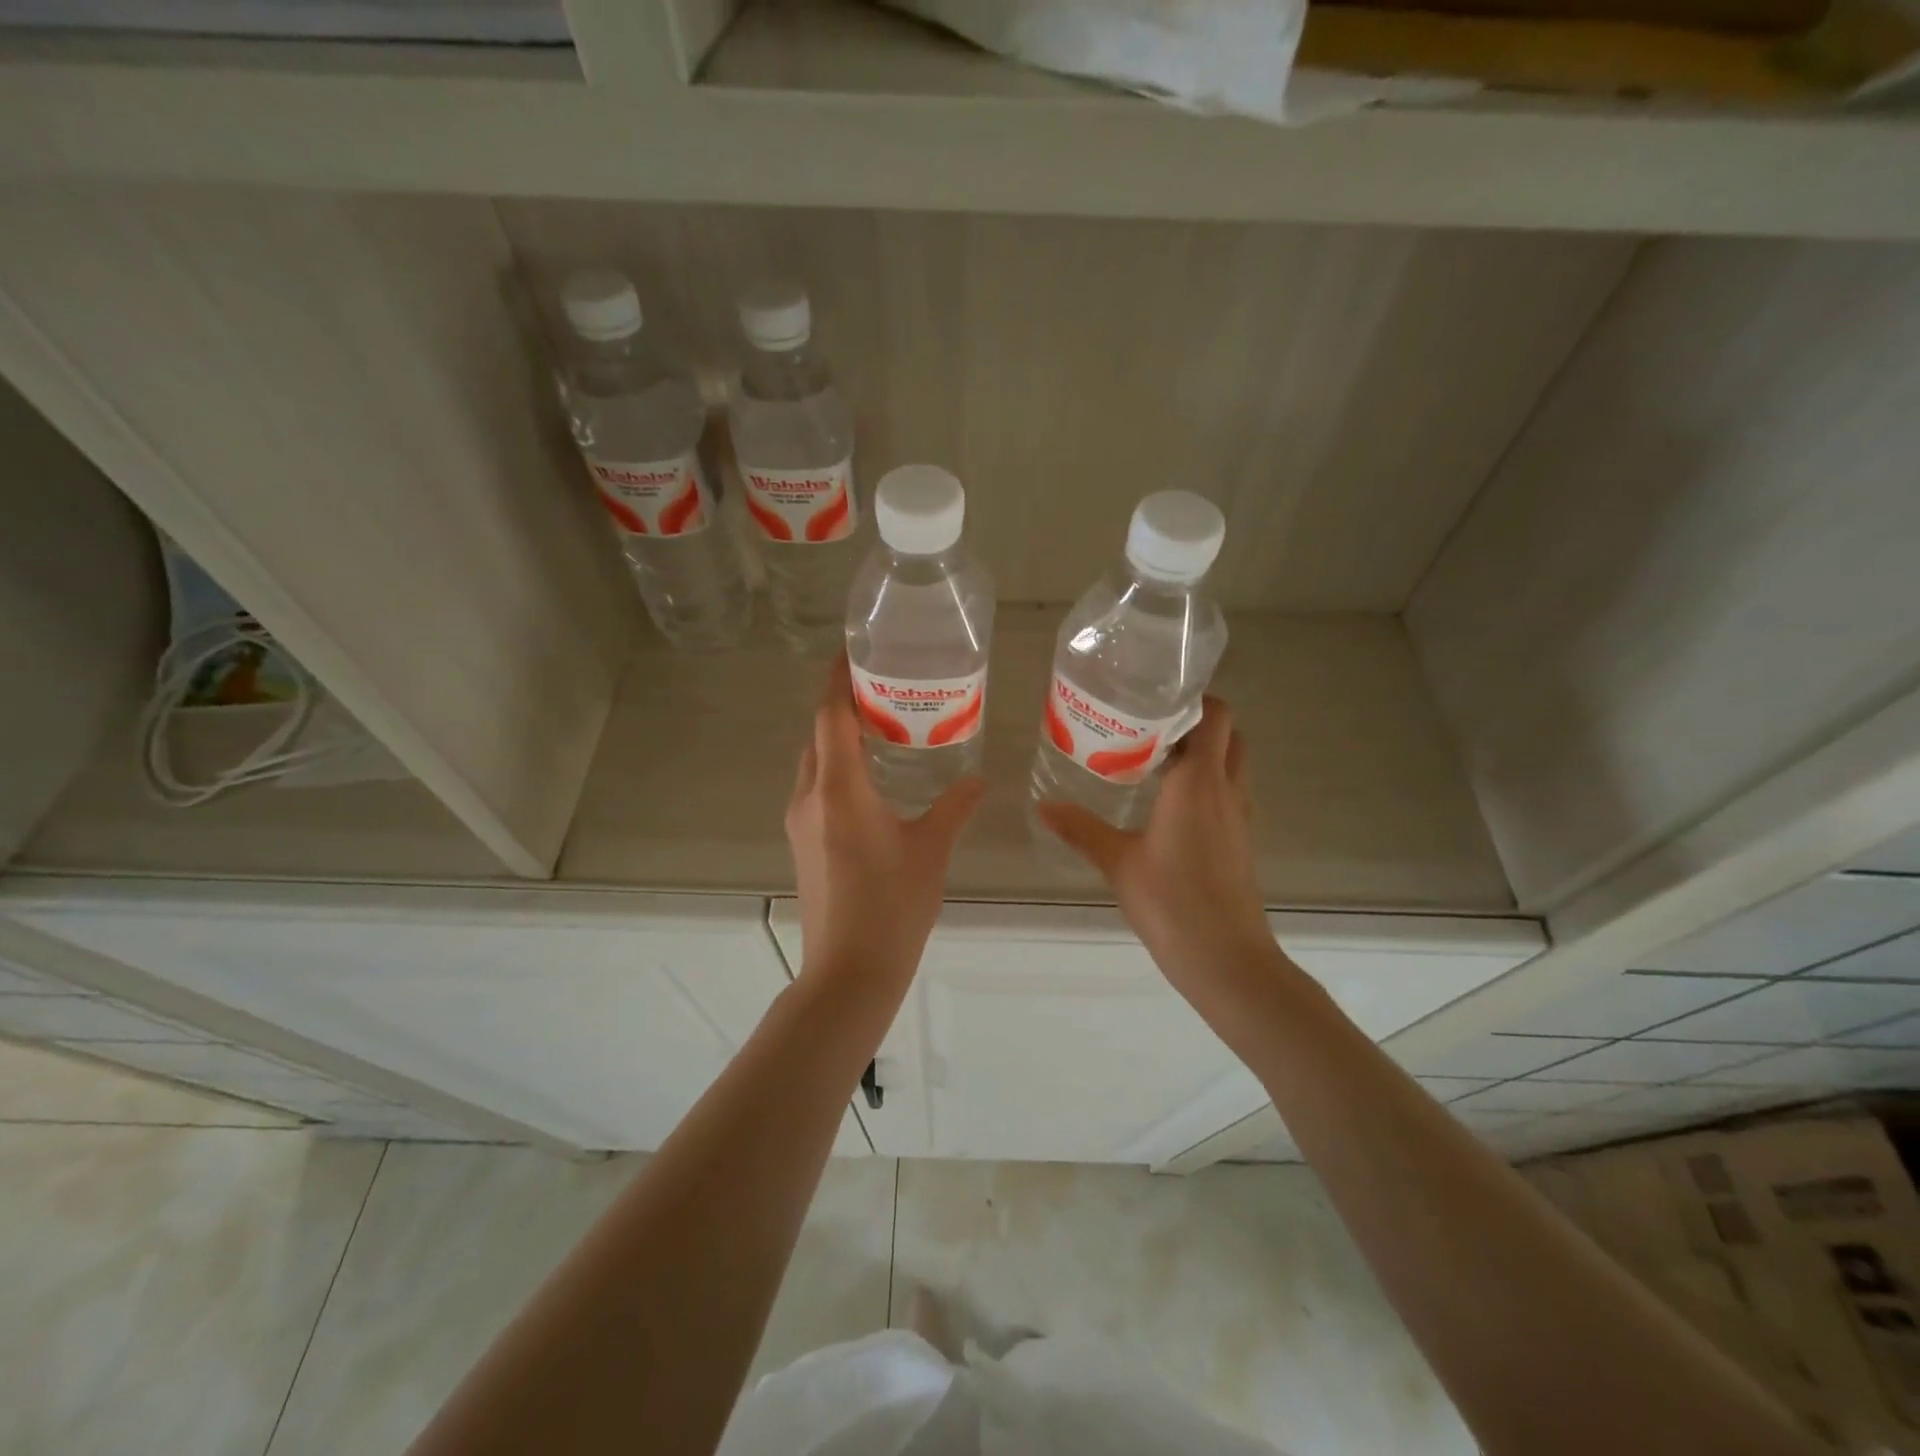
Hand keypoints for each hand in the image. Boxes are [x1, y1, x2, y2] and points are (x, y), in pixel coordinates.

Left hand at [785, 655, 984, 992]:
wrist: (849, 973)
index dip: (838, 678)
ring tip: (880, 727)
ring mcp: (800, 823)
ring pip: (814, 763)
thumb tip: (979, 779)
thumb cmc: (892, 906)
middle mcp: (810, 797)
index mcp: (838, 789)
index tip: (853, 651)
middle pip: (818, 735)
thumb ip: (955, 807)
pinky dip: (837, 769)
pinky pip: (816, 789)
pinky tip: (871, 779)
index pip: (830, 715)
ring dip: (838, 738)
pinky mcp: (803, 844)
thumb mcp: (931, 850)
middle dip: (841, 705)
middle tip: (882, 687)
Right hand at [1038, 697, 1279, 1006]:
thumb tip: (1043, 805)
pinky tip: (1168, 806)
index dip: (1194, 700)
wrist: (1227, 960)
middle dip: (1197, 724)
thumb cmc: (1172, 902)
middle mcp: (1227, 791)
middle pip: (1228, 736)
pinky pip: (1228, 795)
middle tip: (1151, 728)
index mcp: (1199, 782)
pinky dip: (1206, 785)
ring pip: (1232, 766)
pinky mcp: (1241, 842)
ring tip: (1153, 761)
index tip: (1156, 699)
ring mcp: (1240, 817)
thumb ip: (1081, 829)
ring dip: (1204, 755)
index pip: (1215, 717)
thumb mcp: (1118, 862)